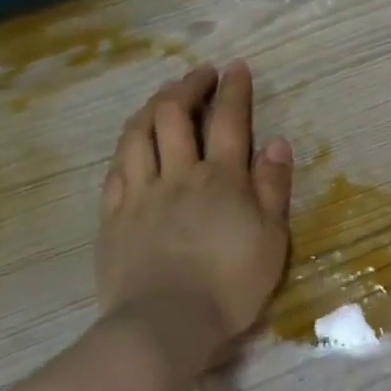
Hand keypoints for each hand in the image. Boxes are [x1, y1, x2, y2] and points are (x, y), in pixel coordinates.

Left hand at [96, 60, 292, 340]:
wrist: (166, 322)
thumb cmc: (230, 285)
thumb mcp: (271, 239)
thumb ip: (273, 188)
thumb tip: (277, 143)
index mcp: (221, 179)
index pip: (228, 120)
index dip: (233, 90)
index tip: (236, 68)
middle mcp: (178, 174)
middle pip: (174, 114)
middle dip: (188, 86)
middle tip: (200, 74)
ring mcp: (140, 193)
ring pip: (138, 133)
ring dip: (152, 106)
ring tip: (163, 96)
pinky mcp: (114, 215)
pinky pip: (116, 167)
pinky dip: (127, 144)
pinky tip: (133, 141)